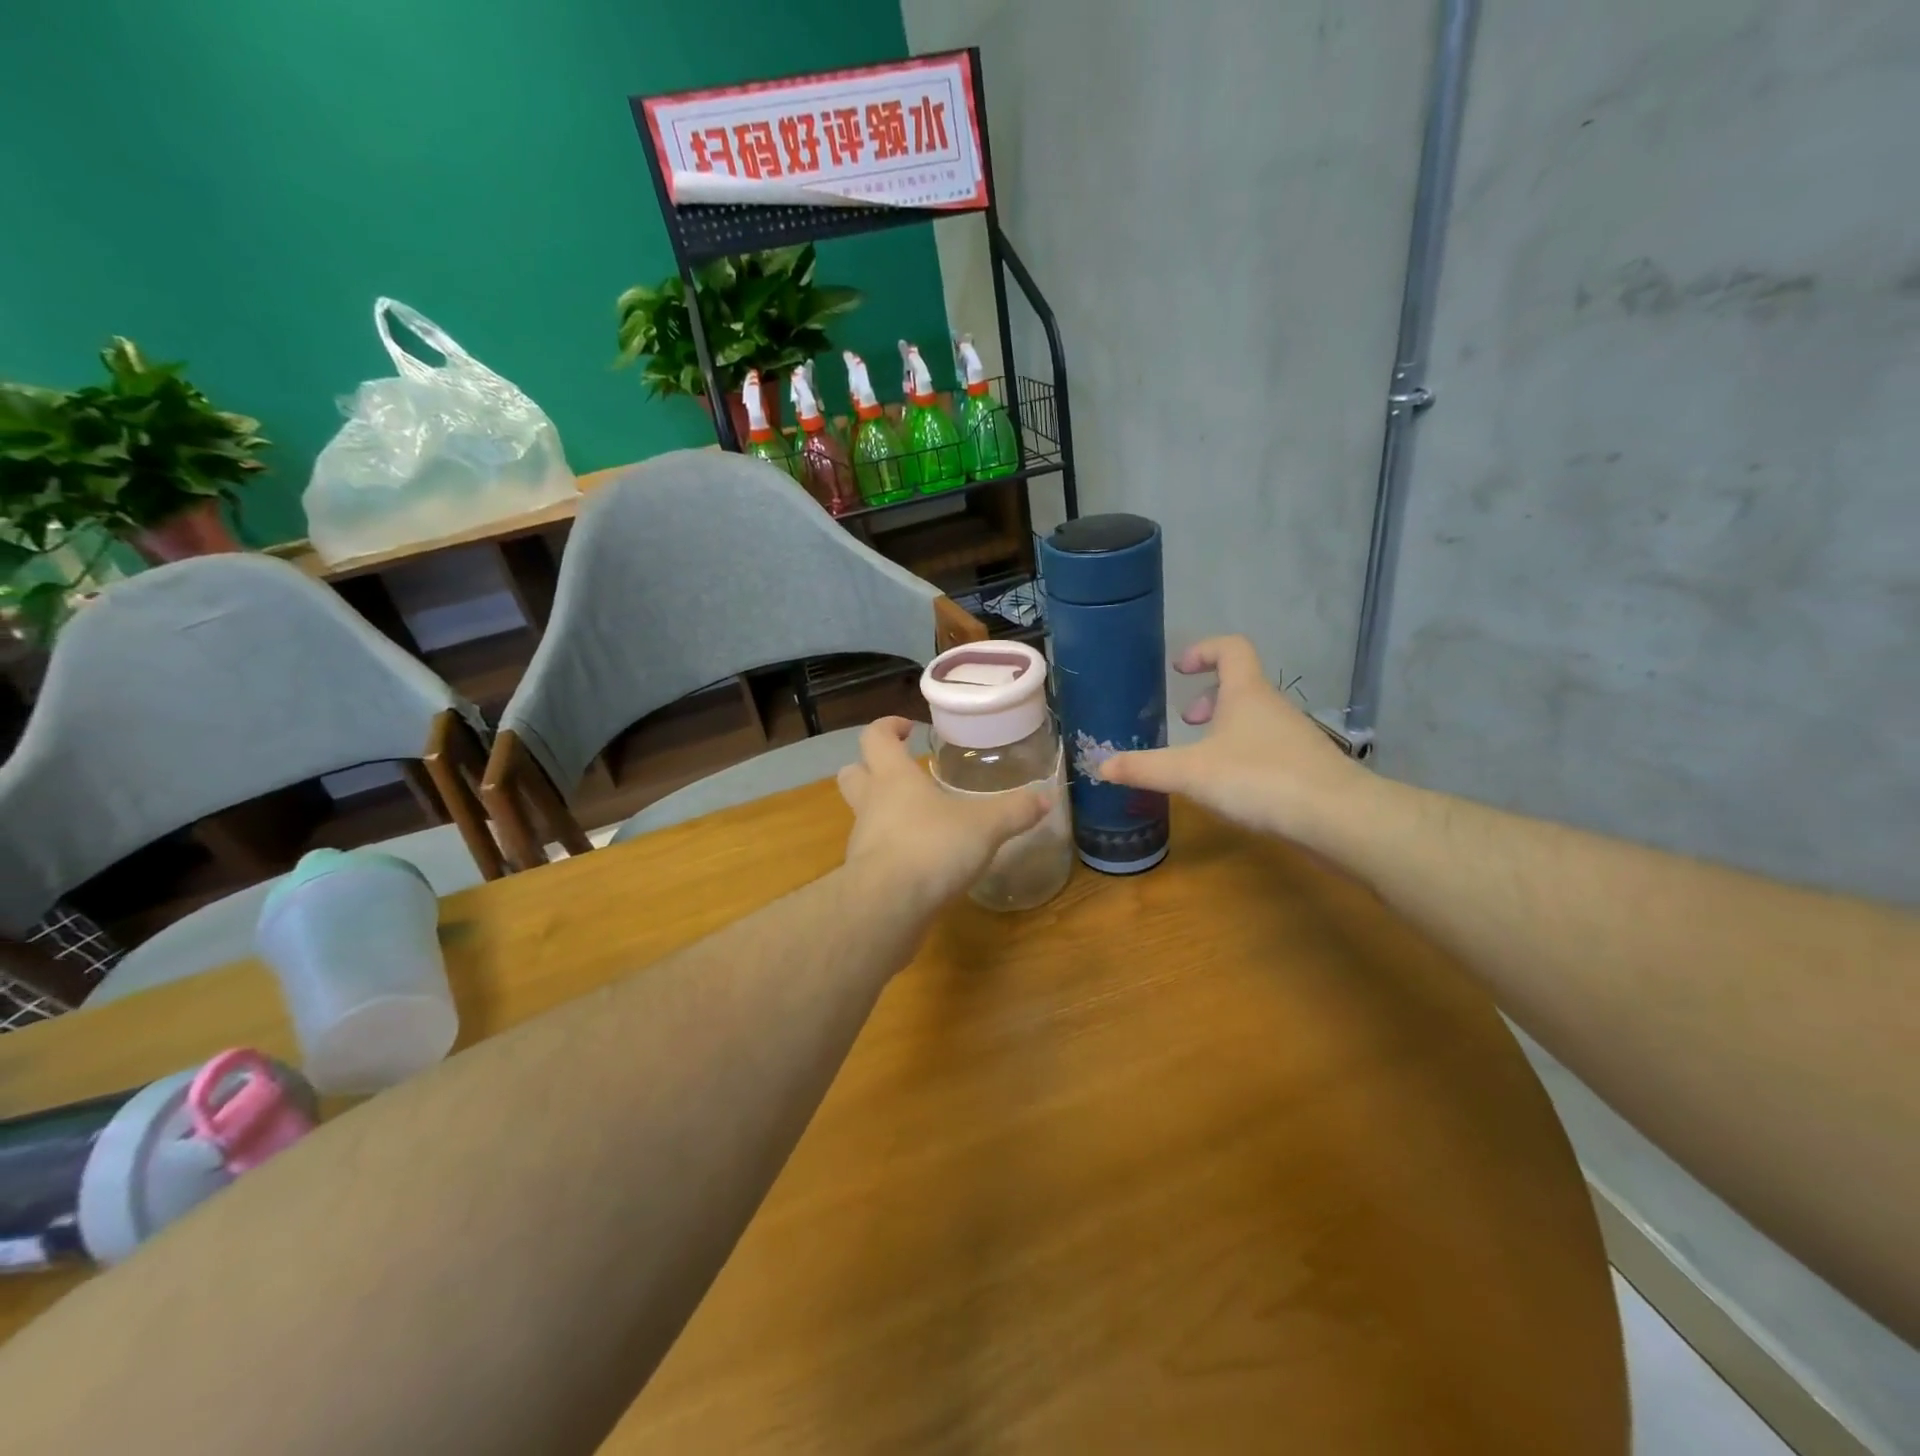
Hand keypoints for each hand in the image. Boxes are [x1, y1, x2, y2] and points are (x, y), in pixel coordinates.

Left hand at [837, 717, 1049, 908]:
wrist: (888, 906)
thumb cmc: (932, 847)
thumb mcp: (985, 827)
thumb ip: (1014, 811)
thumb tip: (1046, 798)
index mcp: (893, 778)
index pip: (875, 737)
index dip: (887, 727)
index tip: (907, 728)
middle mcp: (871, 803)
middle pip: (852, 773)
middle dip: (869, 766)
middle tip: (901, 770)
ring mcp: (862, 841)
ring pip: (862, 814)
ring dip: (883, 812)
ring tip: (920, 820)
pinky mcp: (863, 875)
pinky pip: (874, 852)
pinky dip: (892, 850)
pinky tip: (921, 861)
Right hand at [1096, 636, 1366, 841]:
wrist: (1338, 818)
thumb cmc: (1258, 778)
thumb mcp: (1190, 772)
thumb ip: (1144, 768)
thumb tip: (1099, 765)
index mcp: (1246, 693)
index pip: (1230, 647)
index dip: (1203, 650)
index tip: (1179, 669)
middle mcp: (1273, 707)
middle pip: (1241, 685)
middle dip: (1209, 698)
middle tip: (1187, 720)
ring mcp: (1294, 737)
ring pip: (1254, 719)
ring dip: (1226, 730)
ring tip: (1202, 759)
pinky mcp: (1306, 768)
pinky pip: (1268, 748)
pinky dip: (1244, 756)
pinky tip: (1232, 790)